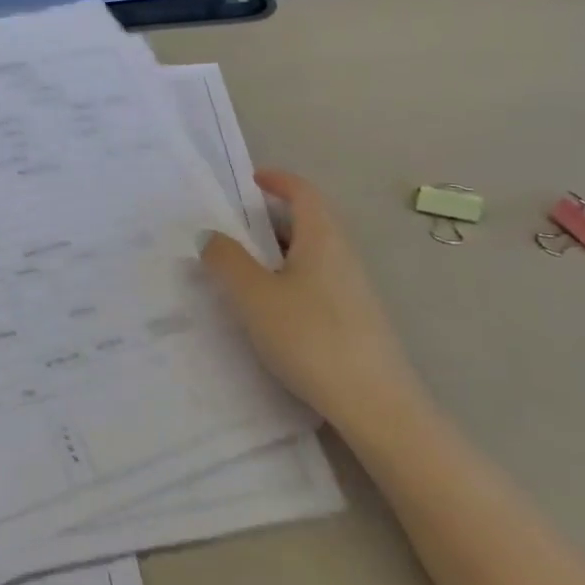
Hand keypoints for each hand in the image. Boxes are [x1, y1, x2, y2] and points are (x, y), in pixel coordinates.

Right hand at [201, 170, 421, 438]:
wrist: (375, 404)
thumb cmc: (310, 337)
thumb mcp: (254, 296)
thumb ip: (227, 261)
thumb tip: (210, 235)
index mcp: (322, 238)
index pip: (303, 192)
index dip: (278, 180)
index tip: (252, 180)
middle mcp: (342, 256)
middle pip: (309, 221)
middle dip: (272, 219)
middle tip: (235, 229)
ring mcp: (354, 290)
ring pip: (312, 255)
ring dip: (279, 253)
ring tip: (245, 271)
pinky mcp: (356, 320)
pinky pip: (317, 282)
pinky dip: (290, 279)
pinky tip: (272, 310)